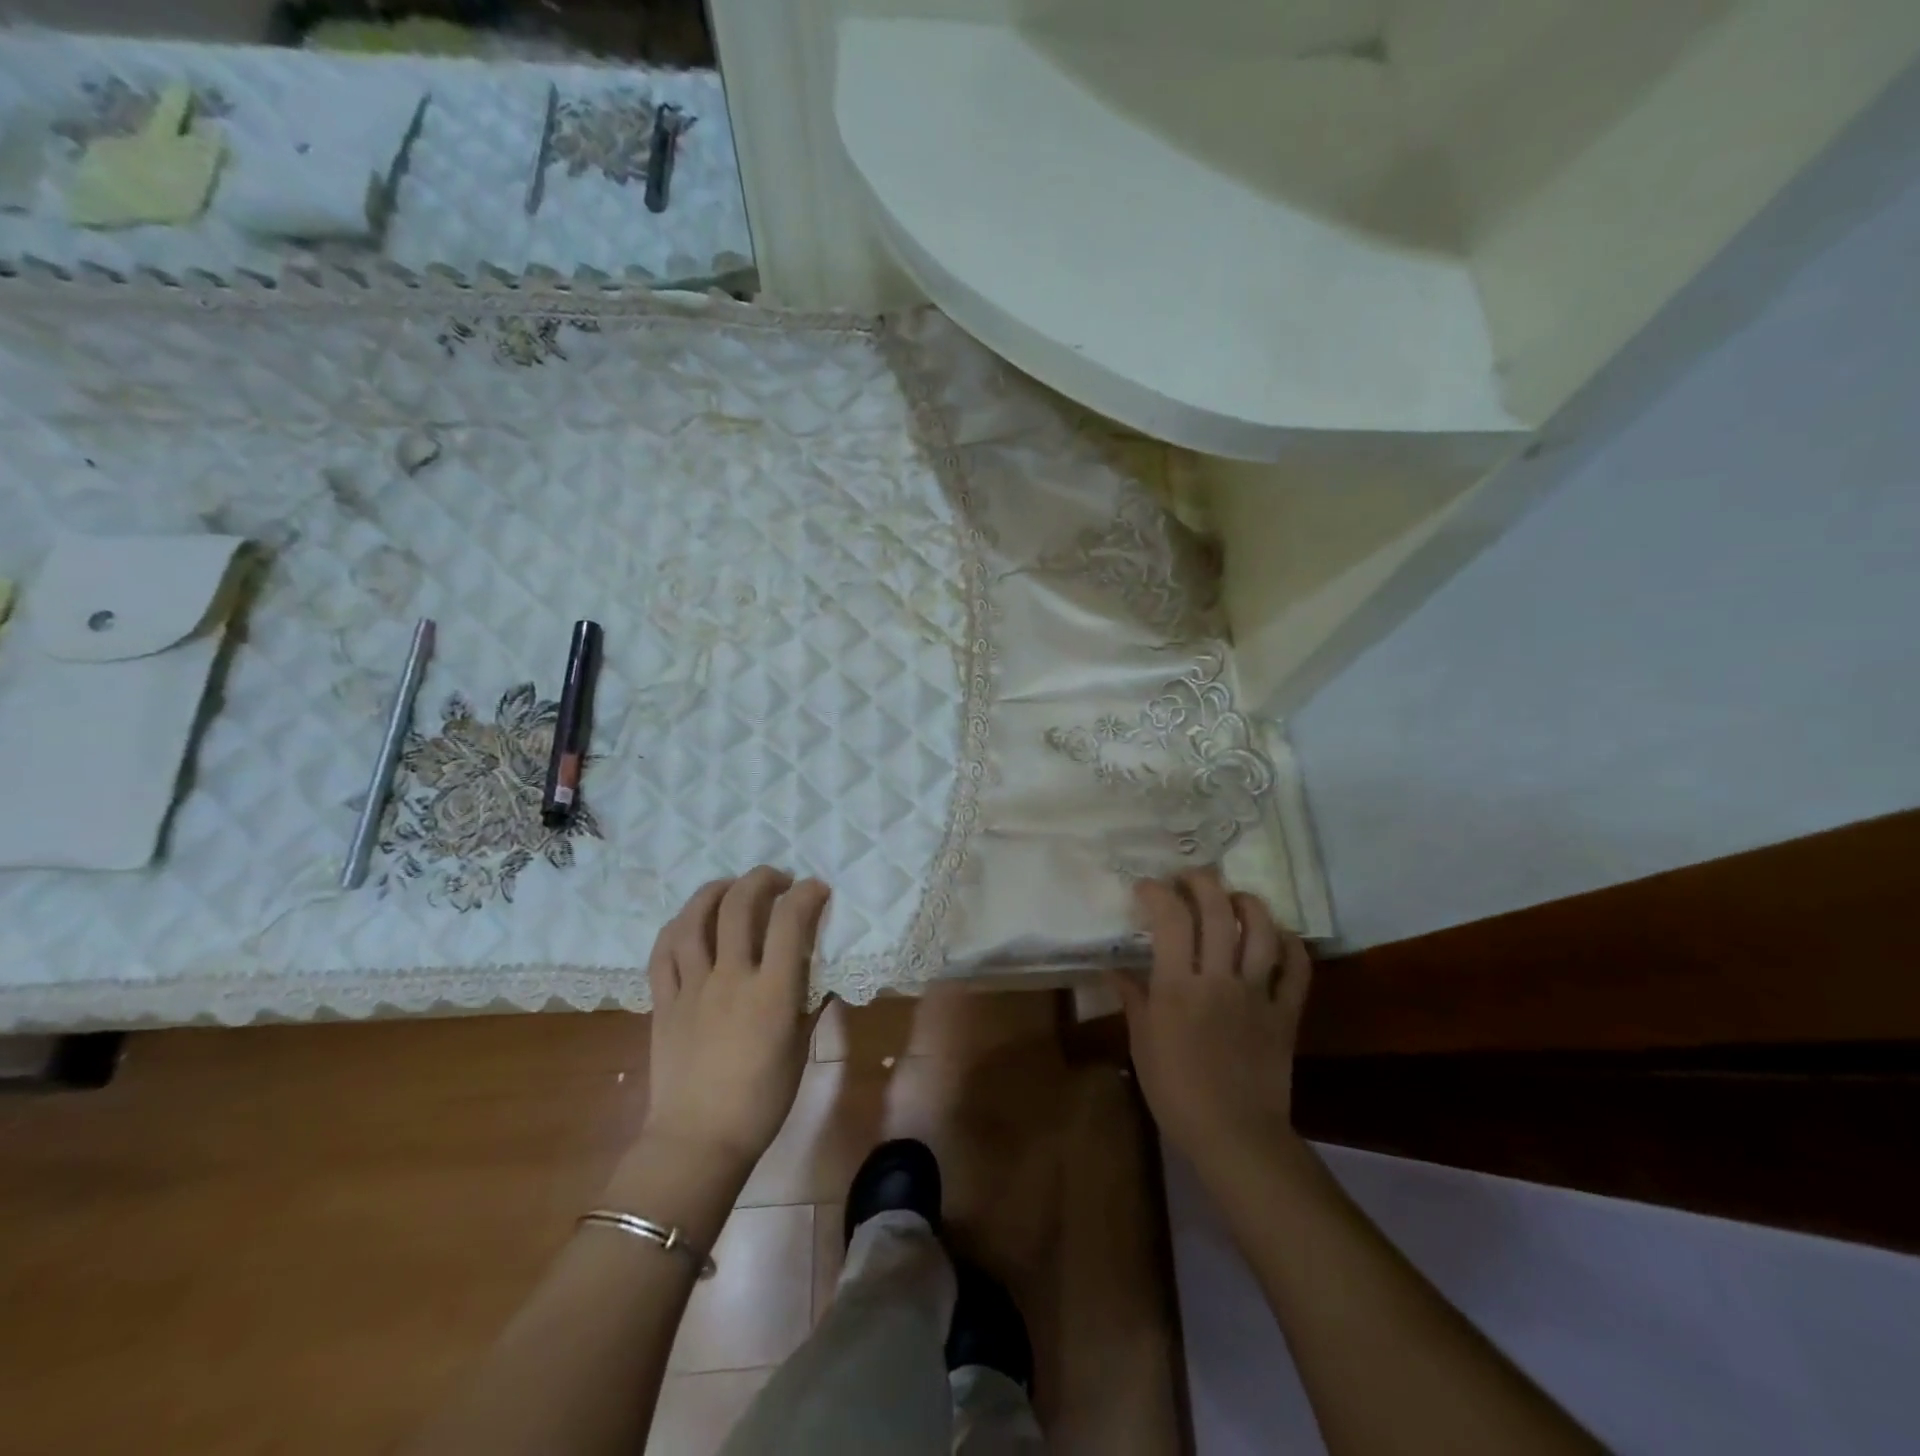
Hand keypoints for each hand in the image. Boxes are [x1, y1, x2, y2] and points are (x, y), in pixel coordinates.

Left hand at [640, 868, 832, 1178]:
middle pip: (739, 906)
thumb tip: (821, 972)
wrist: (698, 1142)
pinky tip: (689, 921)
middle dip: (762, 880)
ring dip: (715, 891)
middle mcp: (730, 978)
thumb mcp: (799, 1049)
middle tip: (777, 880)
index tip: (817, 889)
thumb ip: (809, 1003)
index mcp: (772, 992)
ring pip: (694, 920)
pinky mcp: (663, 1002)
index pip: (790, 922)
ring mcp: (691, 987)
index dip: (807, 895)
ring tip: (730, 886)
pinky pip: (663, 953)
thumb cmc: (761, 1102)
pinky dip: (676, 927)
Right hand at [1115, 870, 1312, 1176]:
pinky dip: (1290, 945)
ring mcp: (1257, 994)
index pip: (1171, 919)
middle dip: (1202, 883)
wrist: (1235, 1136)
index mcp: (1178, 987)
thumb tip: (1115, 969)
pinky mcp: (1286, 1013)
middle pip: (1218, 912)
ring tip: (1234, 897)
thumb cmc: (1176, 1092)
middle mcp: (1219, 980)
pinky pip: (1297, 970)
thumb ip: (1133, 999)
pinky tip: (1277, 936)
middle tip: (1189, 877)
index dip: (1158, 893)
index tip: (1146, 887)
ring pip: (1261, 931)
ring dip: (1248, 903)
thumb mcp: (1142, 1044)